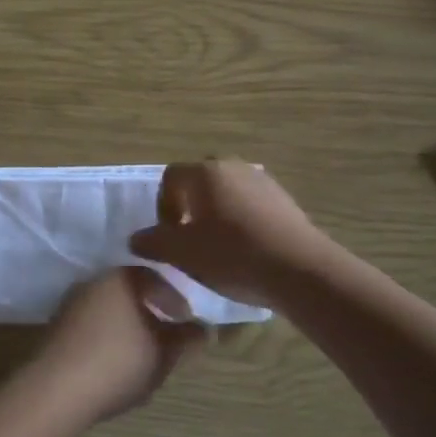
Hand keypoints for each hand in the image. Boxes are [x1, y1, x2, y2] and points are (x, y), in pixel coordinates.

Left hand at [22, 268, 202, 424]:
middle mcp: (94, 281)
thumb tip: (204, 329)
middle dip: (150, 311)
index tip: (186, 320)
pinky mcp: (56, 327)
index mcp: (121, 278)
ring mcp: (71, 303)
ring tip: (143, 353)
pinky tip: (114, 362)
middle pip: (130, 291)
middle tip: (166, 336)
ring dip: (128, 325)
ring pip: (110, 308)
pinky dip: (107, 336)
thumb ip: (186, 339)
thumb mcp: (163, 354)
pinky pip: (91, 324)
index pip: (155, 277)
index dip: (175, 298)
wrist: (55, 391)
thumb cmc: (118, 363)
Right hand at [129, 159, 330, 306]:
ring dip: (217, 214)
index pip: (170, 177)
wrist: (299, 269)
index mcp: (205, 172)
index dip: (162, 205)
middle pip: (200, 181)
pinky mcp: (285, 201)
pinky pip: (252, 205)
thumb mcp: (182, 253)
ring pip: (228, 193)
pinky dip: (242, 221)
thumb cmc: (232, 255)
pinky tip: (246, 251)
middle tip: (189, 239)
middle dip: (190, 206)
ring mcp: (263, 181)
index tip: (168, 235)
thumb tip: (136, 238)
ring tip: (218, 248)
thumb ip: (153, 242)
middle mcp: (233, 167)